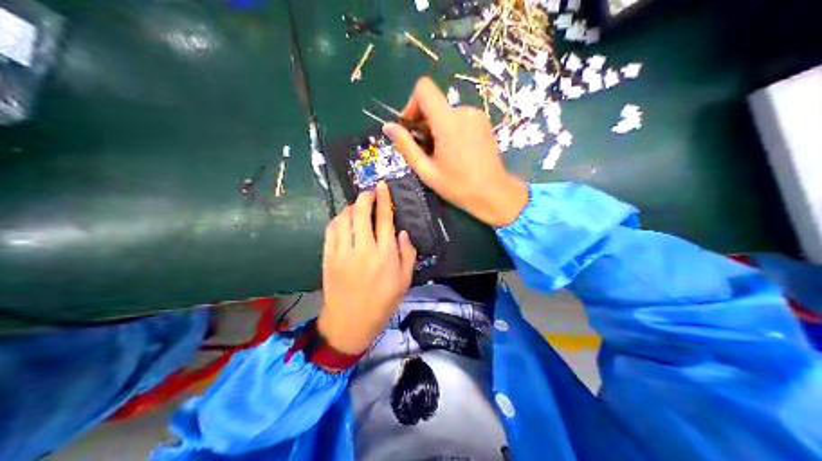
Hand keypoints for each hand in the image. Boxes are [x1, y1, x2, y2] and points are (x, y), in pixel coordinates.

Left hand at [316, 182, 417, 354]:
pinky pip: (331, 230)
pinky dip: (337, 220)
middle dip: (365, 197)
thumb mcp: (405, 281)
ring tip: (357, 207)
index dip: (384, 199)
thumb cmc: (382, 302)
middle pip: (361, 212)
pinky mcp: (328, 257)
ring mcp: (343, 252)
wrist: (350, 321)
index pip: (385, 218)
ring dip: (351, 208)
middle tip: (369, 193)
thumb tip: (402, 232)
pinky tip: (343, 220)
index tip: (382, 185)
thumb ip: (407, 254)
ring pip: (344, 218)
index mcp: (385, 255)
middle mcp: (363, 249)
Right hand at [384, 78, 530, 227]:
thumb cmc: (458, 186)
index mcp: (448, 121)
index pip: (424, 88)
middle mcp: (463, 111)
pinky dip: (450, 128)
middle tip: (424, 149)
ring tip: (440, 153)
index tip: (411, 127)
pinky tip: (454, 150)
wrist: (494, 193)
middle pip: (434, 102)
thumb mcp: (426, 170)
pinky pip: (458, 117)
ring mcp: (476, 115)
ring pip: (445, 112)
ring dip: (437, 127)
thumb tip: (387, 126)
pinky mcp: (483, 121)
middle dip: (423, 122)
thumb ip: (406, 145)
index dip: (412, 103)